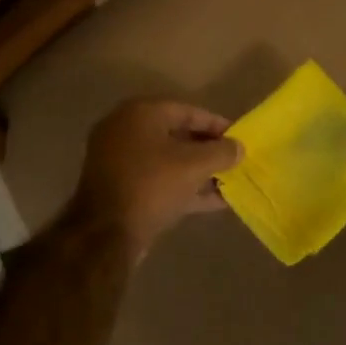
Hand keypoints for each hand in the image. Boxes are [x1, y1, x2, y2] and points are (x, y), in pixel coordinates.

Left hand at [67, 99, 240, 256]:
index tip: (240, 139)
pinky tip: (214, 201)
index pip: (188, 111)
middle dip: (208, 150)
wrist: (105, 233)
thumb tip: (239, 148)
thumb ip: (221, 152)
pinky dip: (183, 188)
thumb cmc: (151, 185)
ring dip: (198, 172)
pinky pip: (158, 181)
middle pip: (177, 135)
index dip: (217, 125)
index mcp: (140, 114)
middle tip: (234, 161)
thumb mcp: (194, 165)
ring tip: (229, 183)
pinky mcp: (121, 189)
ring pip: (168, 161)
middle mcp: (126, 131)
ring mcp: (120, 161)